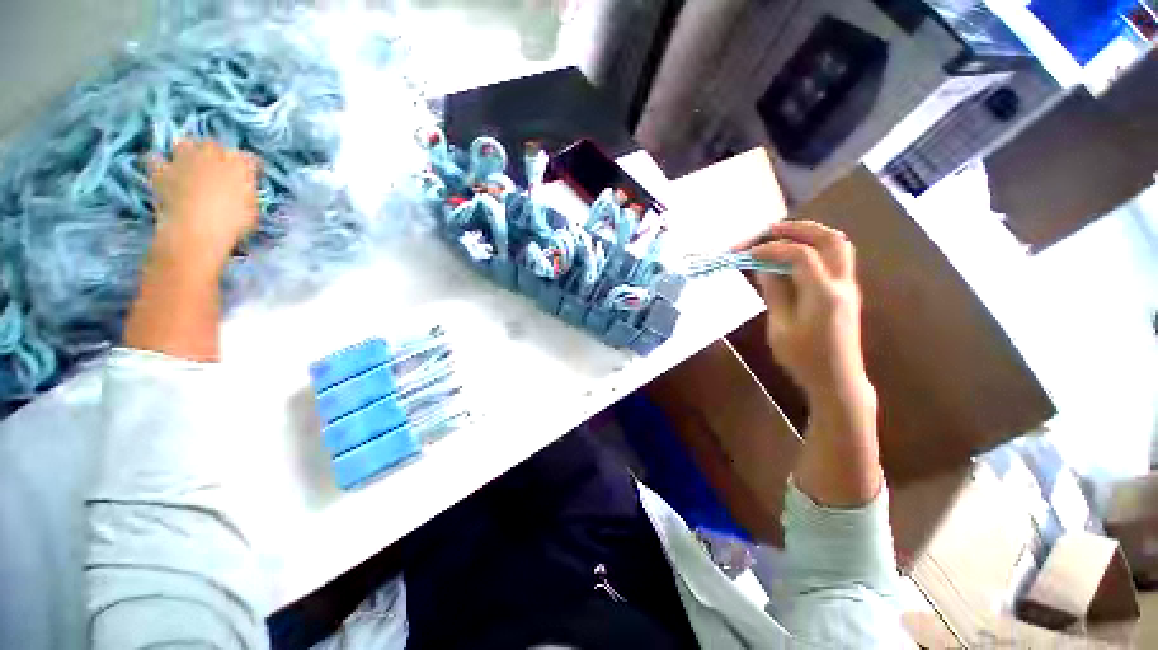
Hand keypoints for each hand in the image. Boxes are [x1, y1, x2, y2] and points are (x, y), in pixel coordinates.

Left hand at [148, 140, 259, 273]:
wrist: (197, 230)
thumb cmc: (233, 223)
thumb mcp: (252, 208)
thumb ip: (247, 192)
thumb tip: (243, 188)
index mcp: (240, 165)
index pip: (249, 159)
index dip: (248, 167)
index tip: (249, 176)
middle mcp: (212, 154)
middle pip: (214, 145)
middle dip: (215, 153)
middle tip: (217, 168)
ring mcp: (184, 160)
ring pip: (184, 144)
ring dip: (186, 151)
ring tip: (188, 163)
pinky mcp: (162, 171)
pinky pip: (155, 160)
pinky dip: (158, 163)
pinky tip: (162, 169)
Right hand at [748, 221, 873, 411]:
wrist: (838, 381)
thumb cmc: (804, 359)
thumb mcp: (780, 328)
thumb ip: (775, 293)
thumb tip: (765, 269)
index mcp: (823, 294)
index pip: (800, 255)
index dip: (772, 249)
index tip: (749, 254)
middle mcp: (842, 284)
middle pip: (830, 239)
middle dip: (799, 228)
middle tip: (771, 230)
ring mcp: (849, 287)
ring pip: (838, 246)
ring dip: (811, 235)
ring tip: (783, 237)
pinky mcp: (846, 293)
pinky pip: (835, 259)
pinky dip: (814, 249)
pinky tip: (793, 259)